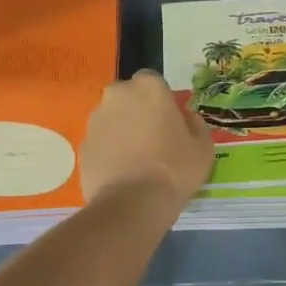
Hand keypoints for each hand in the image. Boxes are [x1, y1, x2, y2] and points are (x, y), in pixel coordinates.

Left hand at [79, 70, 214, 207]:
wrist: (132, 204)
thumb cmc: (174, 169)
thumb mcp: (203, 146)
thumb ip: (194, 123)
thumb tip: (184, 118)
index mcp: (148, 87)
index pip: (153, 81)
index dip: (161, 100)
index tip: (170, 121)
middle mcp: (117, 95)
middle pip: (128, 97)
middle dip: (138, 111)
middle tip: (153, 138)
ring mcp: (95, 120)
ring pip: (112, 118)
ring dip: (122, 130)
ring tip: (136, 159)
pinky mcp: (83, 146)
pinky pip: (101, 142)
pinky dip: (109, 151)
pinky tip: (122, 173)